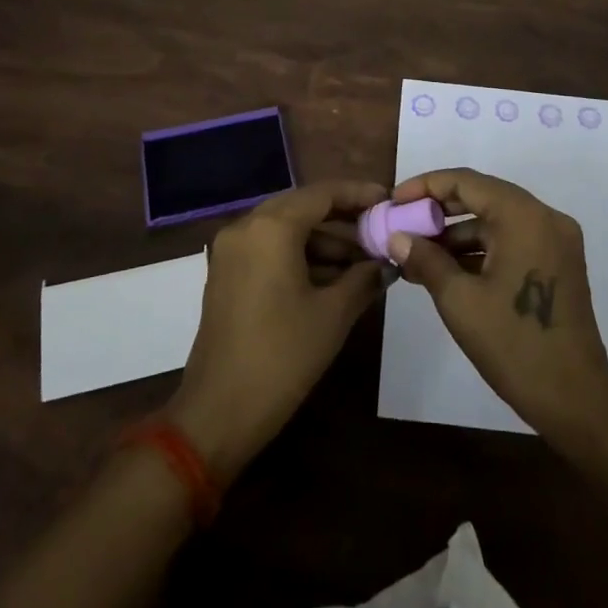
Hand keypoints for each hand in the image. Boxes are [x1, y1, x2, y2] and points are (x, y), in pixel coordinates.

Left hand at [166, 179, 387, 484]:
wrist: (218, 414)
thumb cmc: (282, 357)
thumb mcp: (333, 315)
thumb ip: (363, 278)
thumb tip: (387, 263)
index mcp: (271, 227)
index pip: (323, 193)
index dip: (359, 194)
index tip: (389, 201)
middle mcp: (246, 227)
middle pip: (303, 207)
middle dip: (343, 218)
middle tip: (380, 231)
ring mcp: (231, 251)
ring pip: (286, 229)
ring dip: (323, 241)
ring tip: (364, 263)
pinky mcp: (226, 274)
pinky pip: (269, 248)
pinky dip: (300, 255)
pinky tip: (333, 279)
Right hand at [389, 167, 607, 446]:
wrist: (576, 402)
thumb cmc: (514, 345)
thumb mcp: (459, 301)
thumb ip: (425, 260)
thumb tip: (396, 237)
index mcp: (524, 216)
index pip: (466, 182)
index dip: (426, 186)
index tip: (394, 201)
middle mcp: (545, 217)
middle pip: (483, 196)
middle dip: (439, 210)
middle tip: (403, 224)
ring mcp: (556, 241)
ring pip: (496, 220)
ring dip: (458, 233)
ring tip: (417, 255)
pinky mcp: (558, 264)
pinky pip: (512, 240)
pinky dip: (481, 250)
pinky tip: (447, 270)